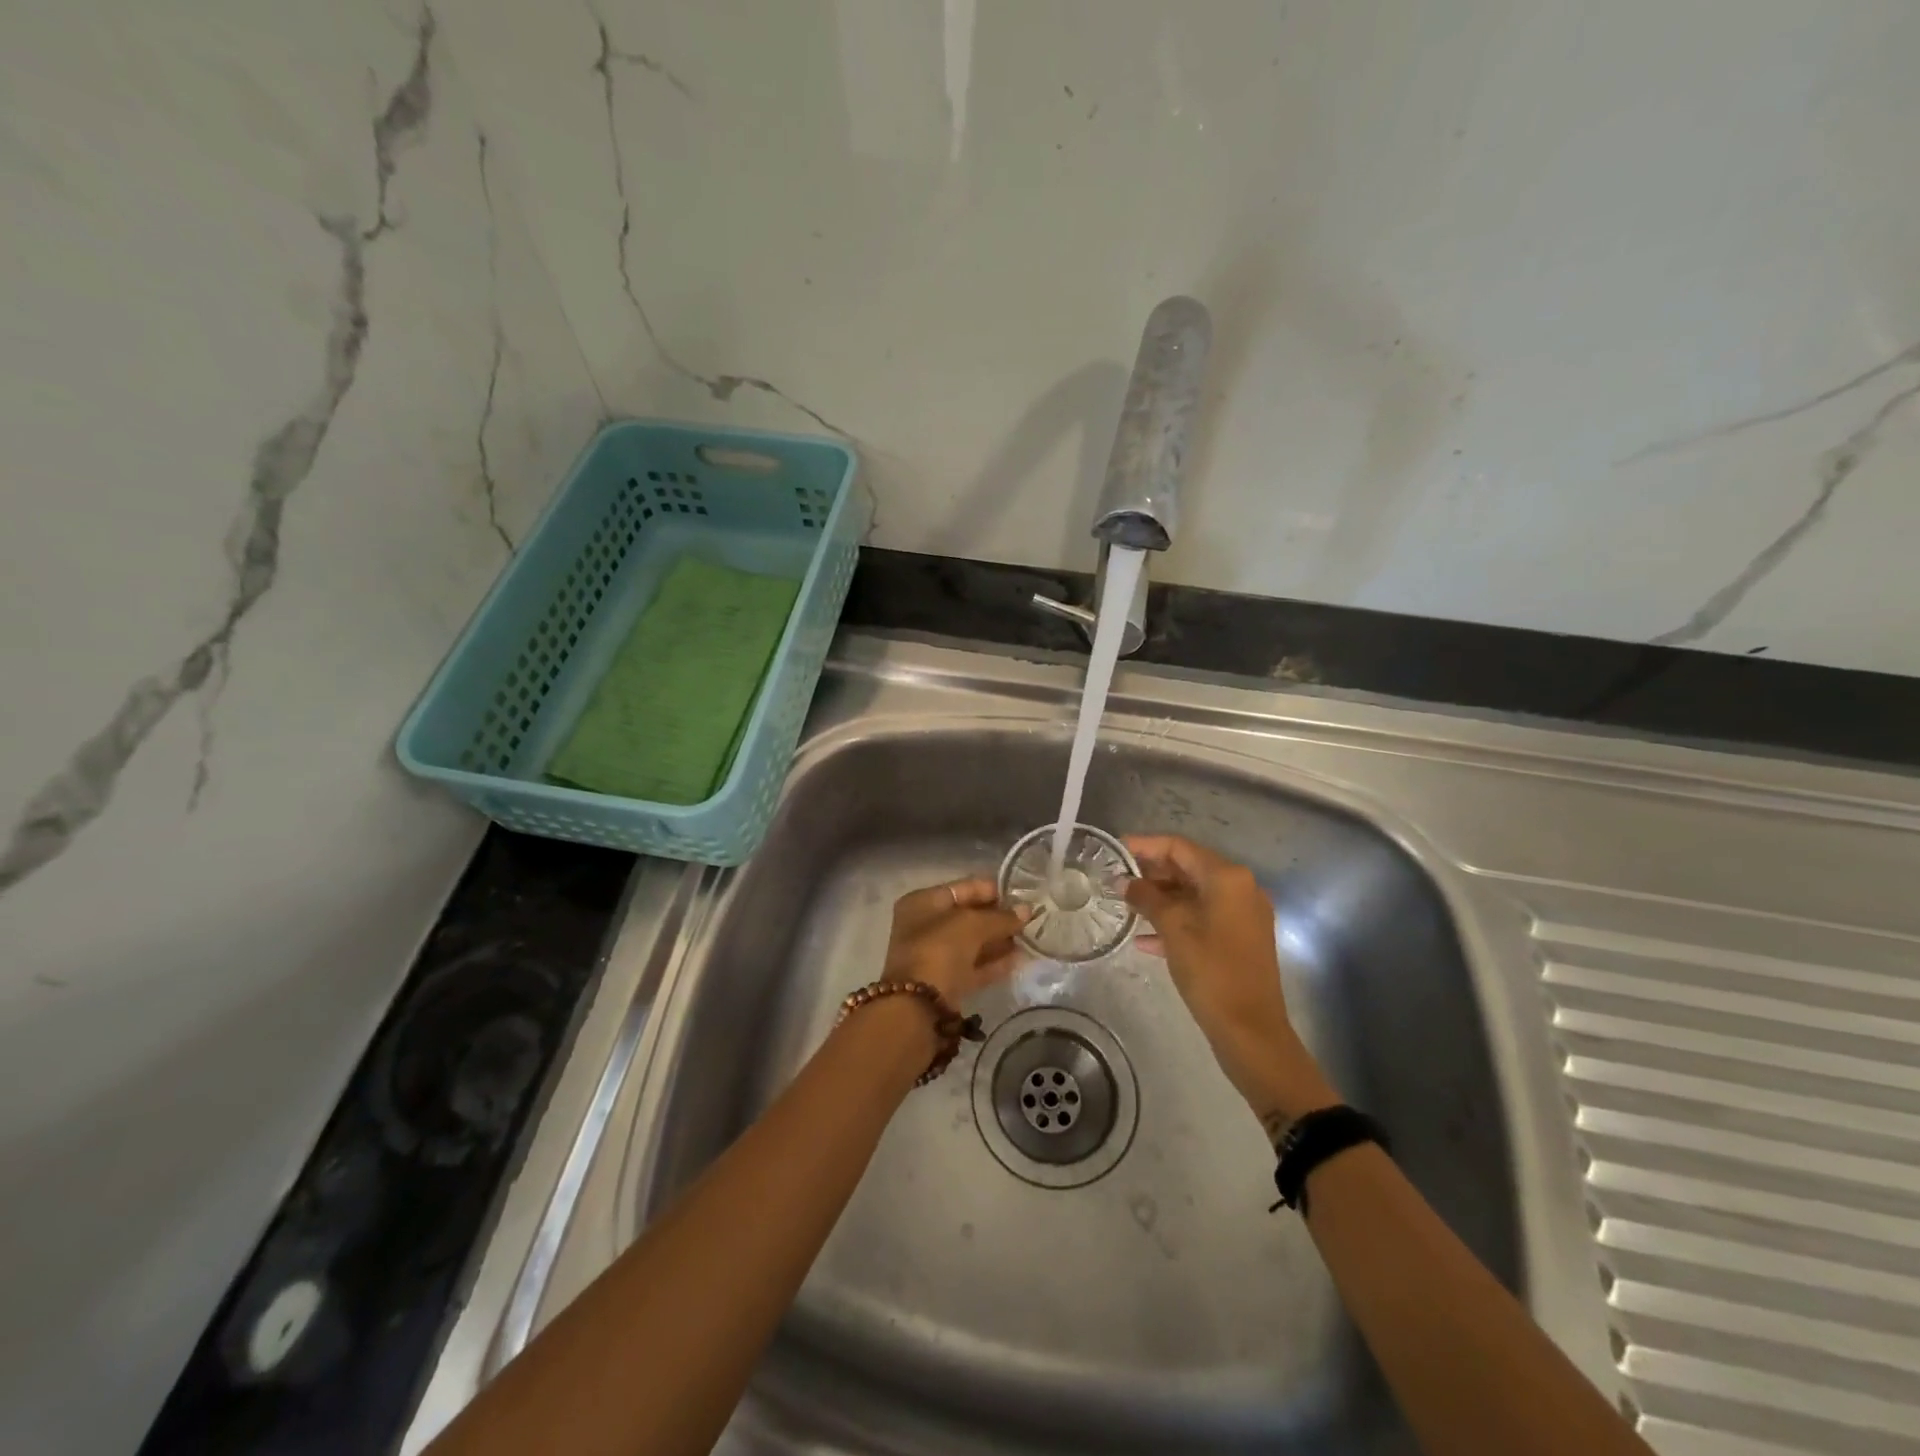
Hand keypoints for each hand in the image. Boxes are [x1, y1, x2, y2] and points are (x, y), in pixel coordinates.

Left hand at [881, 878, 1029, 1005]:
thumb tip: (1026, 910)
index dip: (992, 890)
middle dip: (998, 917)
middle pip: (968, 916)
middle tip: (1030, 918)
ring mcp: (934, 956)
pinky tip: (1020, 959)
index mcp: (923, 903)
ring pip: (973, 943)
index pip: (963, 888)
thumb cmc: (939, 950)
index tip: (1021, 895)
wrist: (918, 1006)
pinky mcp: (946, 982)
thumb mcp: (972, 925)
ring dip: (999, 940)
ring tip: (1030, 938)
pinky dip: (994, 963)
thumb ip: (1001, 917)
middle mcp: (925, 926)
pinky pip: (974, 966)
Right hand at [1125, 835, 1338, 1134]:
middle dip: (1151, 873)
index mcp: (1227, 878)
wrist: (1251, 1031)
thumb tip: (1124, 881)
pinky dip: (1176, 921)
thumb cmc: (1211, 972)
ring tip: (1125, 906)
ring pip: (1194, 894)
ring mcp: (1243, 915)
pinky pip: (1203, 918)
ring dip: (1161, 898)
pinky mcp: (1240, 939)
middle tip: (1116, 880)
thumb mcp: (1173, 930)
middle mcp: (1240, 888)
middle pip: (1188, 868)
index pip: (1179, 847)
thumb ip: (1146, 899)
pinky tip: (1144, 939)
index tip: (1115, 850)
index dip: (1145, 846)